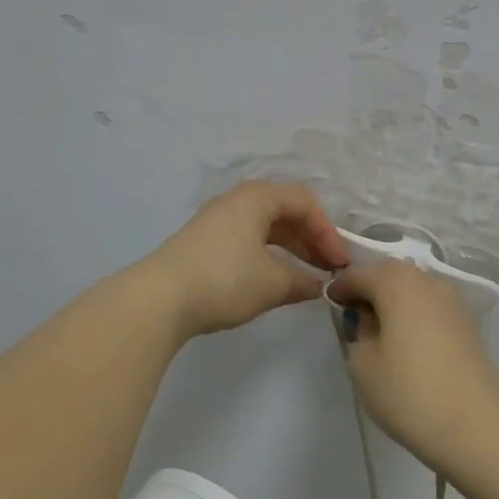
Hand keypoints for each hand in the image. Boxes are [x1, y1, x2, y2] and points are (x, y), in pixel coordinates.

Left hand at [143, 181, 348, 339]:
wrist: (159, 299)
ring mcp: (215, 222)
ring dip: (289, 249)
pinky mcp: (202, 244)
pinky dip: (267, 256)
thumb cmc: (225, 280)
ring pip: (263, 227)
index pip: (303, 202)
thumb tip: (317, 285)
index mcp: (255, 198)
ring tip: (306, 277)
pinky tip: (274, 281)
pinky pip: (246, 240)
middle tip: (327, 269)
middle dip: (310, 239)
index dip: (327, 231)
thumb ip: (302, 281)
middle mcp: (235, 202)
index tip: (339, 263)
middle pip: (283, 211)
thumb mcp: (273, 283)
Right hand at [327, 260, 498, 471]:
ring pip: (413, 289)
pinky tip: (405, 340)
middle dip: (369, 288)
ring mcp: (453, 302)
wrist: (475, 428)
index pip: (359, 273)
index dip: (340, 286)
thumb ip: (358, 331)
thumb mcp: (362, 363)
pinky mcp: (468, 325)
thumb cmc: (408, 393)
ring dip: (393, 301)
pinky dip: (413, 314)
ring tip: (378, 329)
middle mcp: (428, 281)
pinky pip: (430, 307)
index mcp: (397, 282)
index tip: (329, 303)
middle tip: (351, 313)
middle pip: (390, 274)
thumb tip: (368, 320)